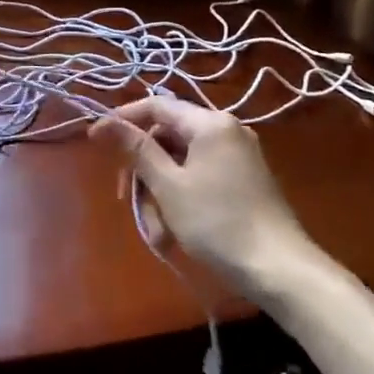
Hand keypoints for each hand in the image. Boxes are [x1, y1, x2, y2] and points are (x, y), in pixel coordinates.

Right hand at [91, 97, 325, 297]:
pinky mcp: (242, 181)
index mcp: (210, 123)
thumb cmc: (217, 222)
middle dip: (143, 170)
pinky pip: (198, 178)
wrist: (278, 268)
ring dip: (160, 194)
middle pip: (167, 138)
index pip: (156, 105)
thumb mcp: (168, 185)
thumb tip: (101, 122)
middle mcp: (226, 131)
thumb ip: (136, 149)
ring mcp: (237, 156)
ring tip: (157, 232)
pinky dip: (180, 200)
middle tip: (125, 200)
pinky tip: (173, 231)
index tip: (95, 142)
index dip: (122, 120)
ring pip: (180, 164)